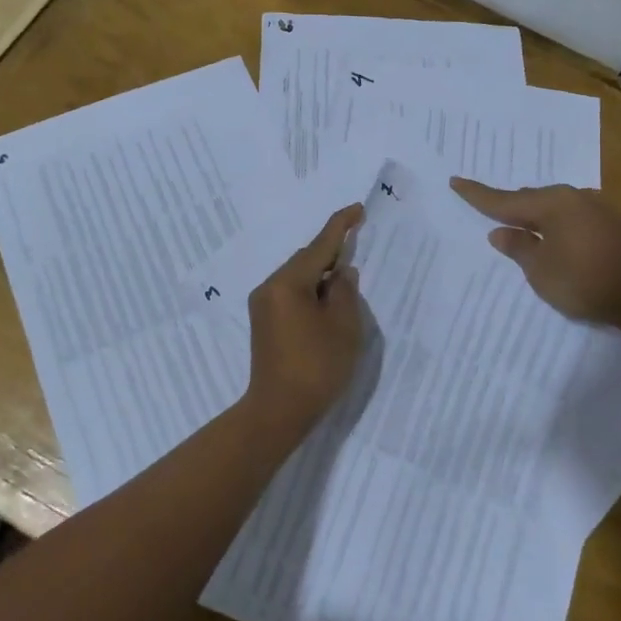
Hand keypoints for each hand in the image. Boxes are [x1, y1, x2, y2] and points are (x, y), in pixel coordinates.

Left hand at [244, 204, 365, 424]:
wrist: (278, 411)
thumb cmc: (316, 366)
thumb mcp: (343, 326)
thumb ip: (344, 291)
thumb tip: (340, 272)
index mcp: (288, 283)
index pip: (319, 245)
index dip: (341, 226)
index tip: (357, 209)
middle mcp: (269, 287)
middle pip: (305, 260)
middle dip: (331, 253)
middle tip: (357, 246)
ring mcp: (263, 306)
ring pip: (297, 278)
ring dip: (321, 275)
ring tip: (346, 280)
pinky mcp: (264, 323)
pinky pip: (291, 294)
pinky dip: (311, 292)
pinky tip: (327, 303)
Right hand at [451, 178, 620, 325]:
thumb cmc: (584, 281)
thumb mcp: (540, 270)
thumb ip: (519, 248)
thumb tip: (501, 233)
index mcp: (552, 203)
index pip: (506, 200)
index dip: (478, 195)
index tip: (455, 181)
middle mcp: (574, 197)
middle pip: (531, 199)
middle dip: (508, 206)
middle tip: (484, 206)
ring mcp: (595, 208)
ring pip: (552, 208)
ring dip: (533, 216)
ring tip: (515, 224)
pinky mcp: (609, 224)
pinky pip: (569, 217)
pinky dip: (553, 224)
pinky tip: (549, 236)